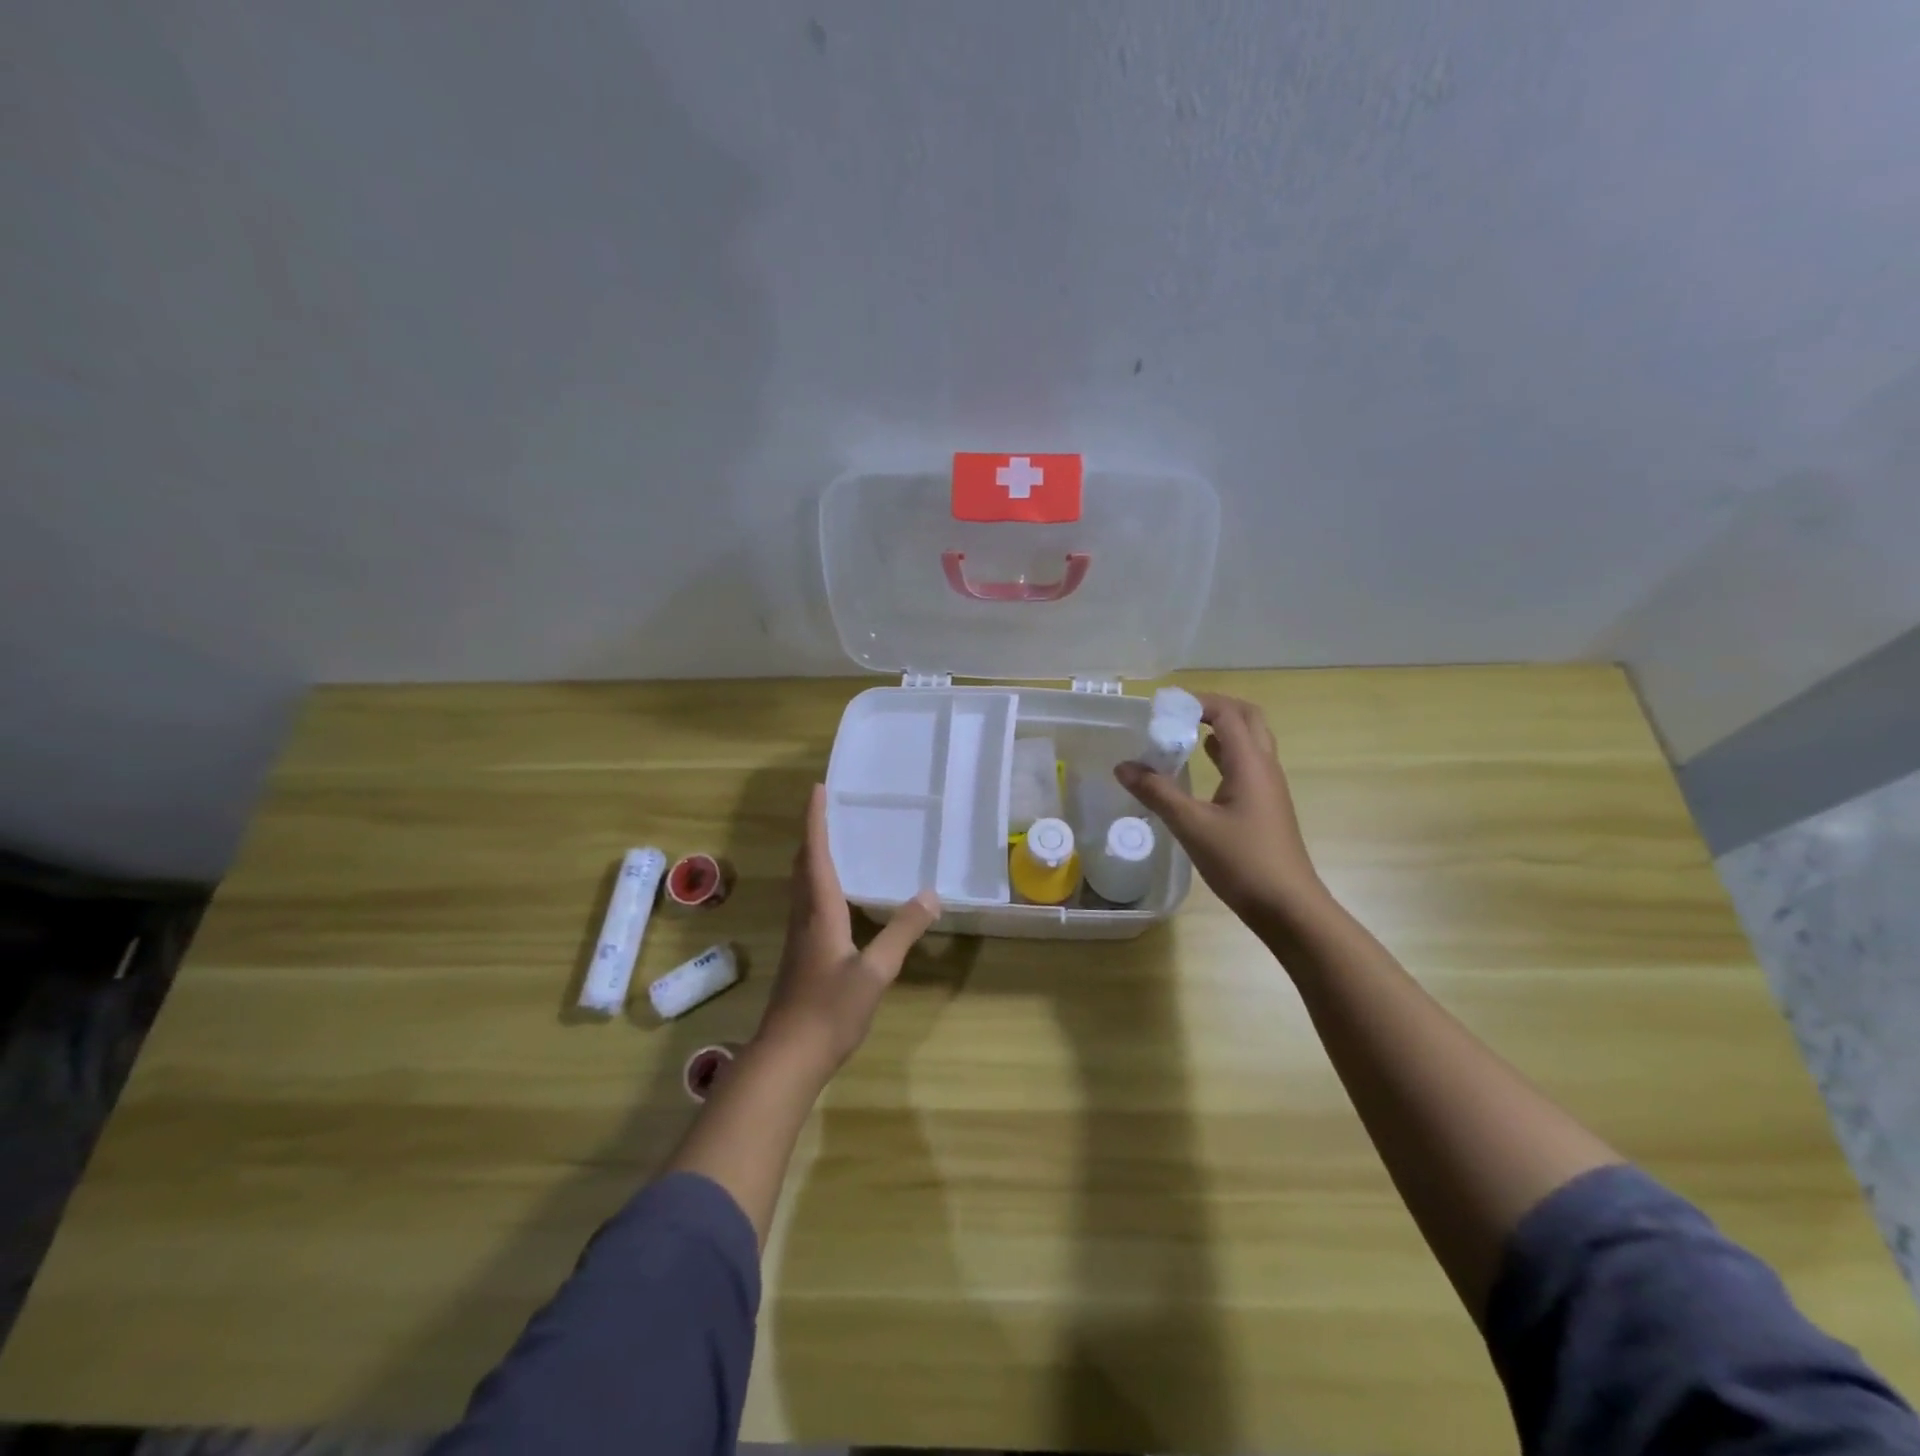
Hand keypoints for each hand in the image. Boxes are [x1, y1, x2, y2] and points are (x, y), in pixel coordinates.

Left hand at [756, 784, 940, 1072]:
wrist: (788, 1057)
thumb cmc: (829, 1010)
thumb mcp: (875, 972)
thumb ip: (902, 932)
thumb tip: (930, 895)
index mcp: (819, 911)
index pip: (815, 855)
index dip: (815, 821)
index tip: (817, 789)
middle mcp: (805, 916)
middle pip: (803, 865)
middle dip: (812, 833)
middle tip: (828, 809)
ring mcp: (800, 937)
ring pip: (802, 884)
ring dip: (813, 857)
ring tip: (834, 841)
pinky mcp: (802, 955)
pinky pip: (809, 904)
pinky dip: (819, 883)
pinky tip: (838, 897)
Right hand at [1115, 693, 1328, 933]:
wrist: (1288, 907)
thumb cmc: (1242, 862)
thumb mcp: (1192, 825)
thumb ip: (1157, 792)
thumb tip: (1123, 766)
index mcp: (1250, 764)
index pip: (1228, 713)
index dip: (1198, 702)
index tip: (1165, 706)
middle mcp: (1264, 768)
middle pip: (1247, 719)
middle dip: (1215, 708)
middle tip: (1179, 714)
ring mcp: (1269, 789)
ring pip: (1250, 743)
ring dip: (1221, 730)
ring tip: (1184, 734)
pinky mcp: (1266, 807)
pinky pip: (1246, 766)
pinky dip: (1224, 756)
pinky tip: (1201, 770)